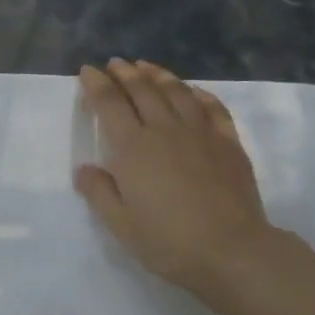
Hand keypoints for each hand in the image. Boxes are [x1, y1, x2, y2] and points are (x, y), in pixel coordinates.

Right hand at [73, 59, 274, 301]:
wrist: (230, 250)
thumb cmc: (168, 242)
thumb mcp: (122, 226)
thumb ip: (100, 193)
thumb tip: (84, 169)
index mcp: (133, 149)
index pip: (110, 105)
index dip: (96, 85)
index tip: (87, 71)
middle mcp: (165, 130)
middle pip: (142, 90)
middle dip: (125, 73)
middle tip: (115, 64)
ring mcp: (200, 132)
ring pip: (177, 91)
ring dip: (159, 75)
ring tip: (146, 67)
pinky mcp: (228, 142)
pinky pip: (212, 107)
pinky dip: (199, 94)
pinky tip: (193, 92)